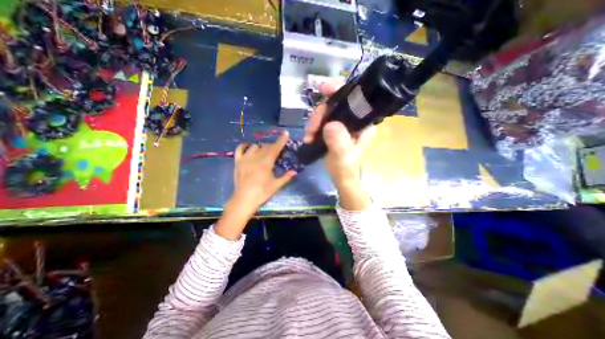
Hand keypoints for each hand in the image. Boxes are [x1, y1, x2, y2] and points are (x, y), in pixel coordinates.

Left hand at [213, 131, 296, 238]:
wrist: (243, 200)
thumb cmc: (261, 193)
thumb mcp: (276, 186)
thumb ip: (286, 177)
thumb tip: (295, 171)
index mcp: (266, 163)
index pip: (275, 149)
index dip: (281, 141)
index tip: (285, 133)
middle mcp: (255, 158)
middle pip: (266, 147)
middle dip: (273, 145)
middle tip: (277, 149)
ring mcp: (245, 159)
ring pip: (255, 147)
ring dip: (261, 146)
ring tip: (264, 151)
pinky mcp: (237, 162)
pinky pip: (239, 149)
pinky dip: (244, 146)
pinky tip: (248, 147)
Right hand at [305, 81, 375, 188]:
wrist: (340, 176)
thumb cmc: (344, 168)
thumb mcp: (342, 156)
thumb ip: (338, 143)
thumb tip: (329, 125)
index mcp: (363, 123)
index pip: (354, 99)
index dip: (338, 90)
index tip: (323, 89)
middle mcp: (354, 119)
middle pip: (335, 104)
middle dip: (319, 114)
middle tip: (311, 129)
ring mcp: (343, 123)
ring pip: (326, 112)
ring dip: (314, 122)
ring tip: (309, 136)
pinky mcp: (334, 127)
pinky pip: (321, 120)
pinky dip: (313, 126)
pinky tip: (309, 136)